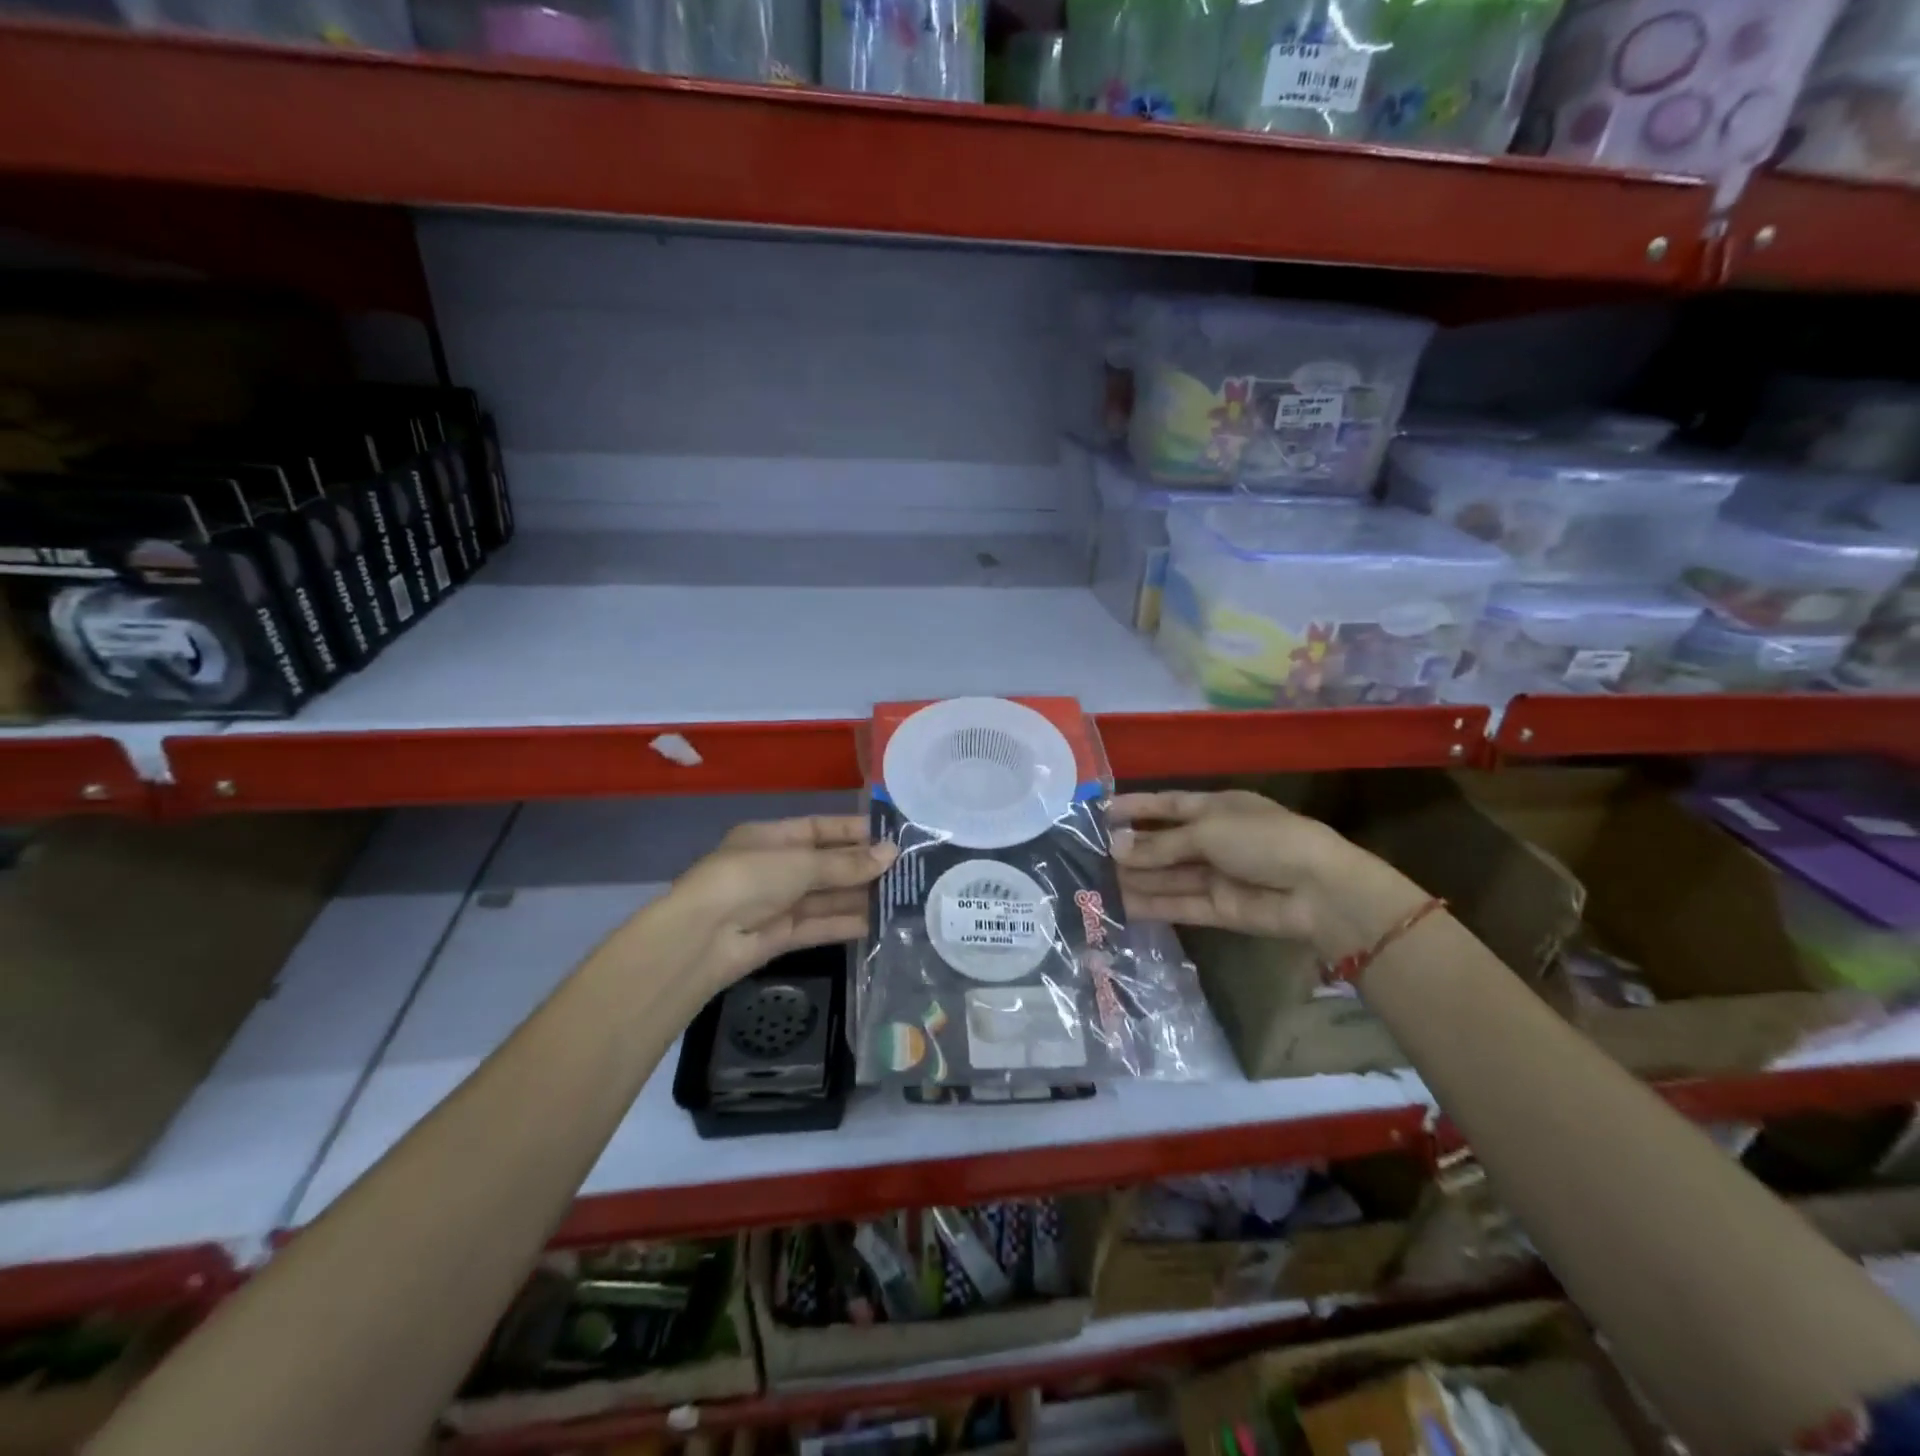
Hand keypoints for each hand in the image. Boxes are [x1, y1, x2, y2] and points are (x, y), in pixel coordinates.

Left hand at [673, 816, 896, 984]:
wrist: (701, 939)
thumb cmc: (748, 879)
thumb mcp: (800, 863)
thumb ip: (845, 863)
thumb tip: (891, 854)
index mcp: (771, 838)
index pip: (820, 828)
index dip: (854, 831)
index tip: (892, 836)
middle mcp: (775, 868)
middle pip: (827, 864)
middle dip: (863, 867)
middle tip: (907, 870)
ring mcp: (778, 903)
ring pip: (826, 897)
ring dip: (860, 896)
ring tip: (901, 896)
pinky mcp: (781, 936)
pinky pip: (820, 925)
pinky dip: (846, 924)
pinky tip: (879, 923)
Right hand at [1111, 790, 1426, 960]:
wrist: (1320, 892)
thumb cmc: (1264, 840)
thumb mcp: (1208, 831)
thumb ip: (1160, 843)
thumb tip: (1115, 847)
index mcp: (1216, 808)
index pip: (1167, 804)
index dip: (1136, 807)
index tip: (1099, 811)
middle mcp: (1213, 839)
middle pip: (1164, 843)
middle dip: (1130, 848)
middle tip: (1087, 854)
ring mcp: (1216, 875)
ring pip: (1167, 876)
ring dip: (1135, 878)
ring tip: (1093, 882)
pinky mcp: (1218, 909)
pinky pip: (1178, 904)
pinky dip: (1151, 905)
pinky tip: (1119, 904)